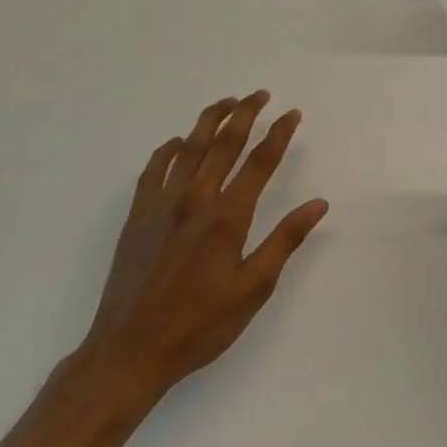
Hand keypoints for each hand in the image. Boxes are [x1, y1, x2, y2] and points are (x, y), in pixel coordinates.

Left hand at [76, 91, 327, 408]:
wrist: (129, 352)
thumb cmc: (199, 325)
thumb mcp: (253, 288)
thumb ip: (285, 240)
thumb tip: (318, 204)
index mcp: (227, 217)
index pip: (260, 162)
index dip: (279, 134)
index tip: (292, 114)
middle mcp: (195, 200)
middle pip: (223, 144)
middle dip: (245, 114)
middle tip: (260, 94)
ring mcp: (161, 206)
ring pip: (188, 148)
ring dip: (209, 121)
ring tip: (226, 102)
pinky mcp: (137, 218)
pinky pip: (153, 171)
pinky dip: (166, 150)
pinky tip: (176, 142)